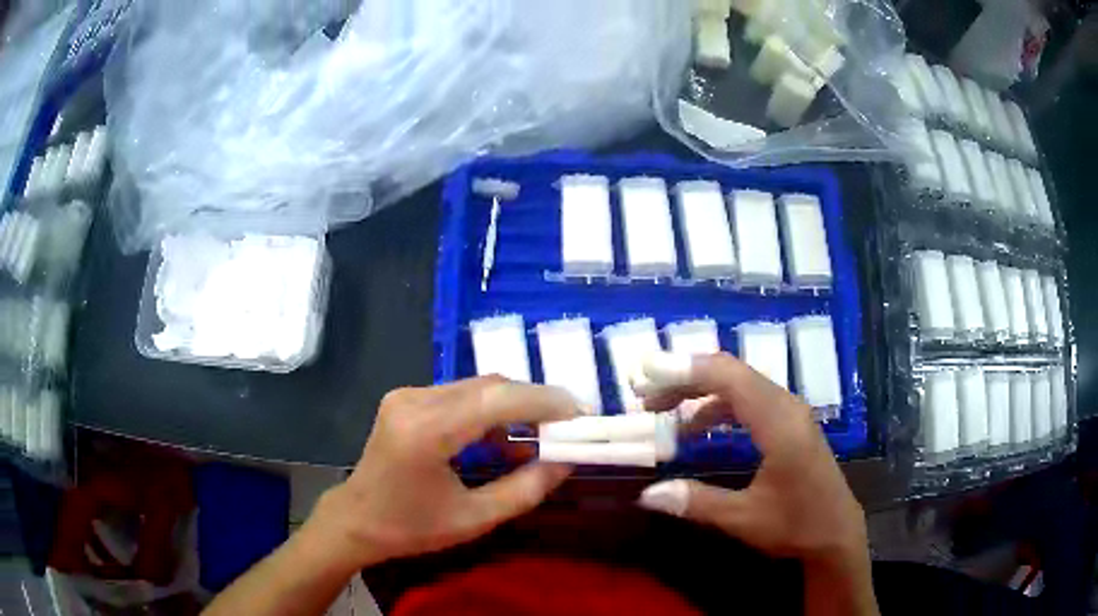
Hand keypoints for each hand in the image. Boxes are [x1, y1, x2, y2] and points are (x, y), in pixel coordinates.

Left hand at [303, 377, 578, 569]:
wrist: (355, 519)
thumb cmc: (410, 528)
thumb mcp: (474, 519)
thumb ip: (525, 489)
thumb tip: (566, 461)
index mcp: (426, 432)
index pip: (496, 399)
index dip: (544, 401)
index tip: (581, 412)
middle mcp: (414, 401)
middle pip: (489, 385)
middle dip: (534, 401)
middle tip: (568, 424)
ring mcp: (407, 395)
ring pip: (477, 387)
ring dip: (513, 406)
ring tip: (540, 435)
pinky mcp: (406, 398)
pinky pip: (459, 395)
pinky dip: (489, 412)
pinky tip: (502, 440)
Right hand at [635, 352, 867, 564]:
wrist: (836, 533)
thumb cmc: (795, 525)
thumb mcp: (743, 519)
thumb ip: (696, 502)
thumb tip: (646, 494)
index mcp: (779, 423)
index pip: (729, 378)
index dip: (685, 370)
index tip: (646, 374)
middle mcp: (787, 406)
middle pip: (732, 374)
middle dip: (685, 378)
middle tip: (644, 394)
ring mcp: (791, 412)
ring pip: (740, 385)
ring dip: (700, 392)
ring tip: (663, 409)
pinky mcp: (790, 423)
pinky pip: (750, 400)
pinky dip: (718, 406)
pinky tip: (698, 428)